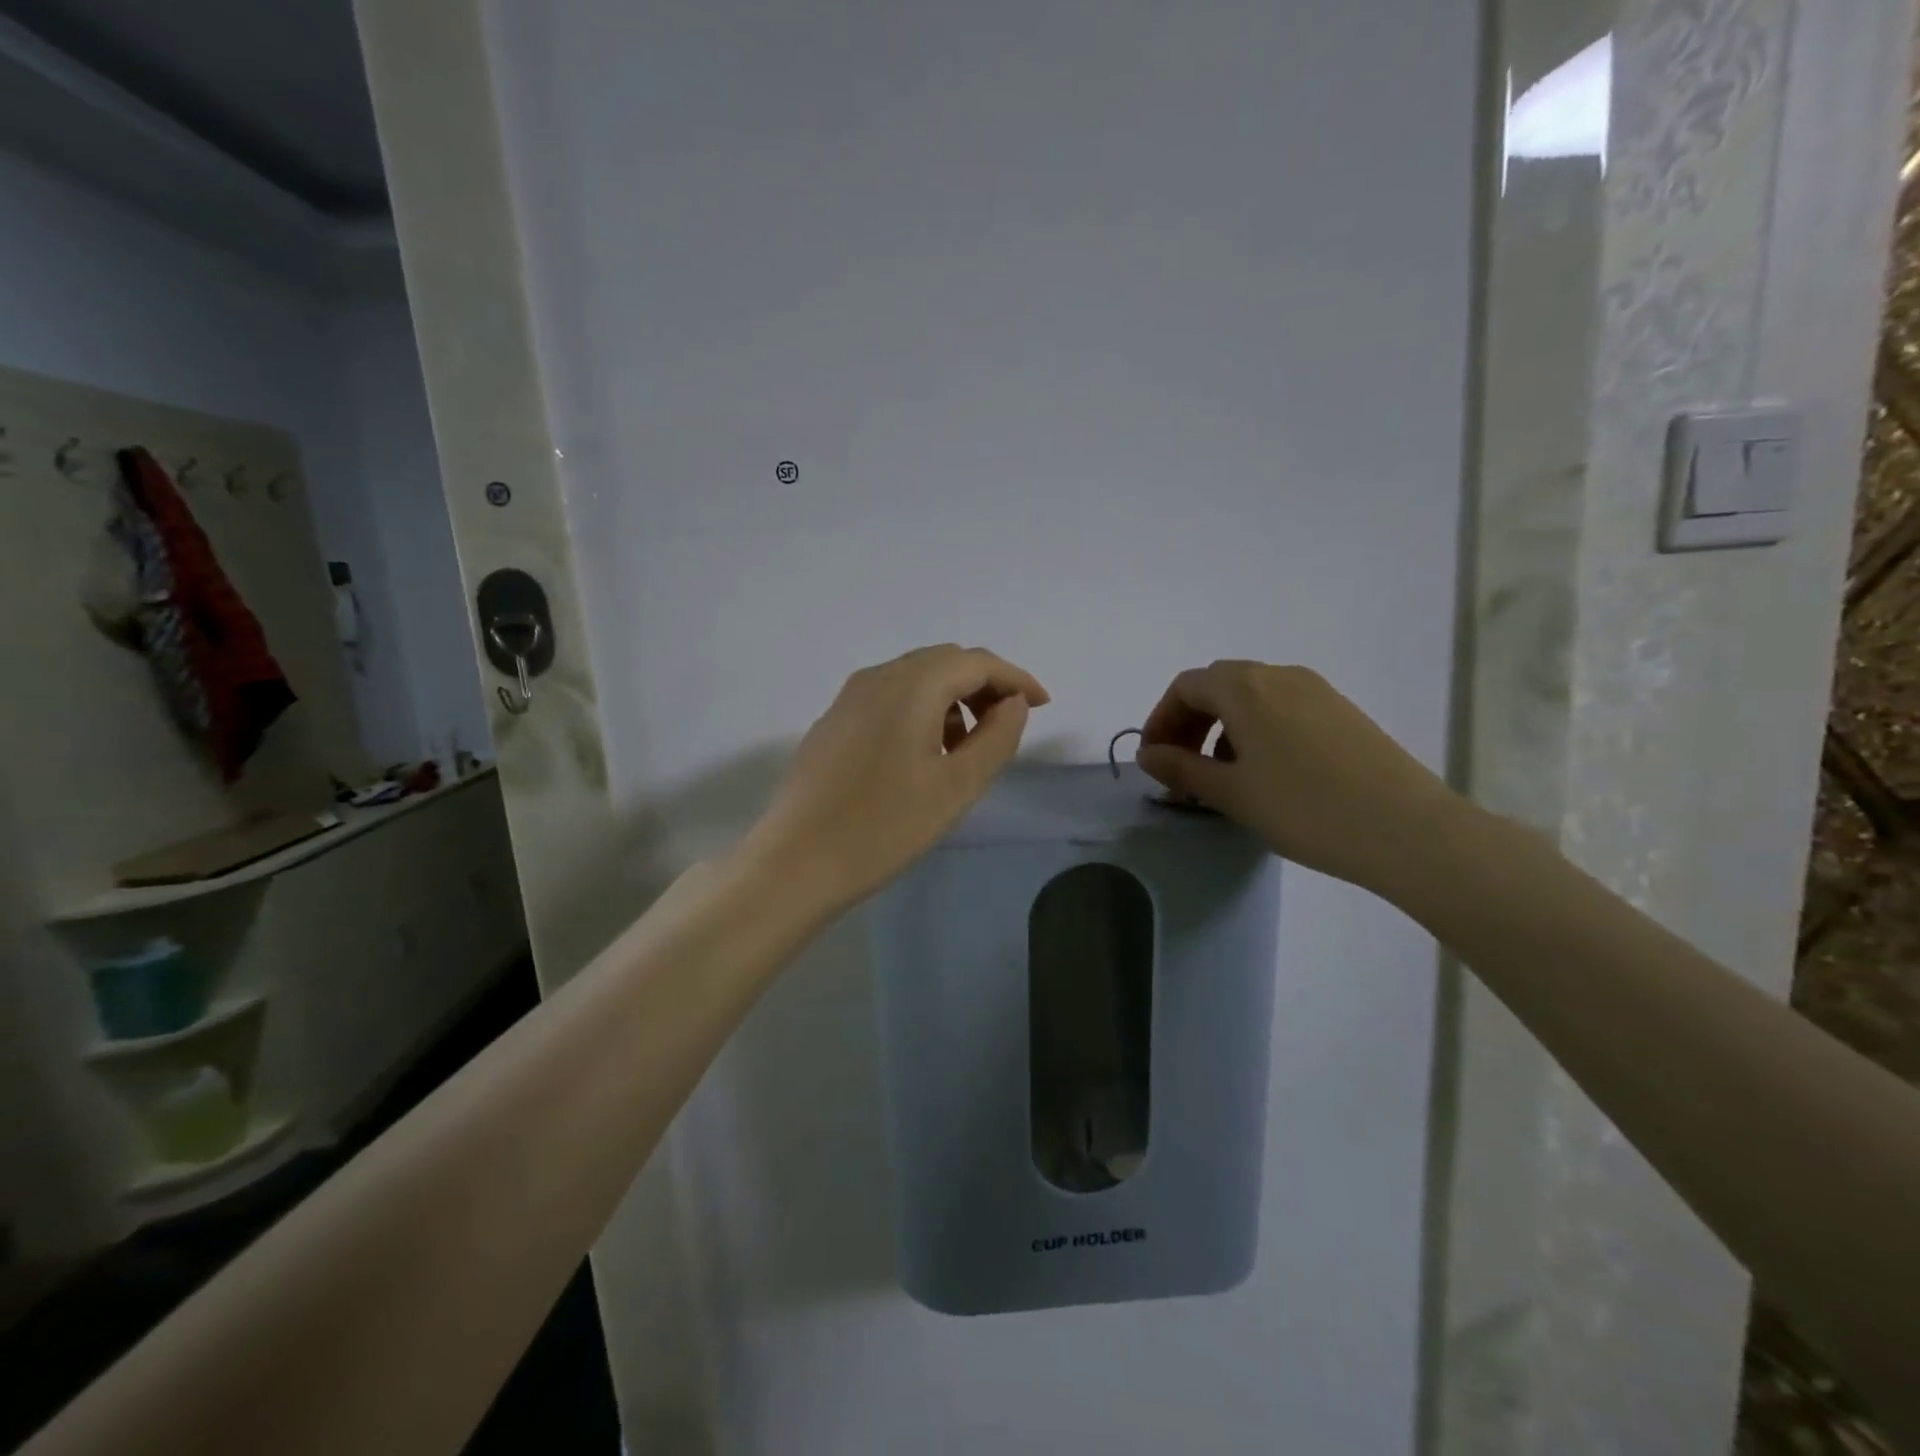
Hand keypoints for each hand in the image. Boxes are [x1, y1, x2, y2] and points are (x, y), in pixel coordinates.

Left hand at [744, 644, 1048, 912]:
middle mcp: (877, 677)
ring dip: (952, 698)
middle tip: (1009, 724)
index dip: (1015, 679)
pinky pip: (889, 697)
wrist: (797, 861)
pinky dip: (920, 710)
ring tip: (967, 746)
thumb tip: (1012, 703)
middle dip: (984, 685)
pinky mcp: (833, 721)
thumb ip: (997, 737)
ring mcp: (849, 698)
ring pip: (915, 678)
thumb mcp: (956, 786)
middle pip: (944, 662)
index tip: (1042, 706)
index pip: (976, 662)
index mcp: (911, 686)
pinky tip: (924, 752)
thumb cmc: (885, 826)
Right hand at [1136, 661, 1463, 892]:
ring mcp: (1317, 691)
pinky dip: (1258, 731)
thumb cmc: (1304, 808)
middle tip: (1182, 768)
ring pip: (1253, 697)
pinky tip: (1267, 774)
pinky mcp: (1343, 712)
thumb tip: (1148, 754)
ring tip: (1224, 777)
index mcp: (1245, 688)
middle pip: (1218, 686)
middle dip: (1190, 723)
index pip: (1186, 687)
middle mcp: (1280, 676)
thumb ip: (1181, 768)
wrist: (1407, 829)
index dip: (1160, 720)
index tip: (1155, 760)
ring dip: (1223, 728)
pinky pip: (1284, 709)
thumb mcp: (1231, 793)